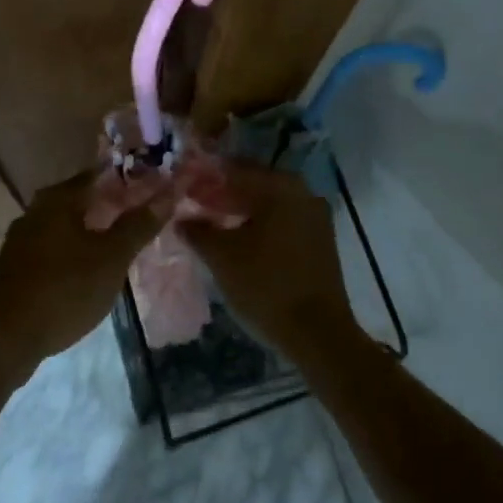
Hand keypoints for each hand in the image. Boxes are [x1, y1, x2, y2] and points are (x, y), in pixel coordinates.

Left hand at [0, 171, 160, 379]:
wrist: (4, 339)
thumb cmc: (64, 289)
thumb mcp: (111, 258)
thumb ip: (139, 224)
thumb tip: (170, 191)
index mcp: (59, 198)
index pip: (100, 174)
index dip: (129, 177)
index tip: (154, 183)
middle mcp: (37, 210)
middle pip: (82, 198)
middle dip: (112, 203)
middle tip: (143, 212)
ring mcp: (23, 239)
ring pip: (68, 223)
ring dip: (94, 228)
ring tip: (122, 240)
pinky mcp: (18, 266)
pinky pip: (55, 246)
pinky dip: (76, 248)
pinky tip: (91, 266)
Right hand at [174, 164, 361, 363]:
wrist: (318, 333)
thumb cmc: (266, 285)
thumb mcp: (222, 257)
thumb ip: (198, 230)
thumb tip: (182, 218)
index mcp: (281, 186)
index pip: (235, 169)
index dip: (206, 177)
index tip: (184, 186)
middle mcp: (303, 191)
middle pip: (254, 184)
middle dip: (223, 194)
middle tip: (194, 206)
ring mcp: (316, 216)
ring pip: (269, 204)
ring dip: (241, 211)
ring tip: (212, 224)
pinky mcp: (320, 240)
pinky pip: (283, 220)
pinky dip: (260, 225)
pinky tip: (239, 240)